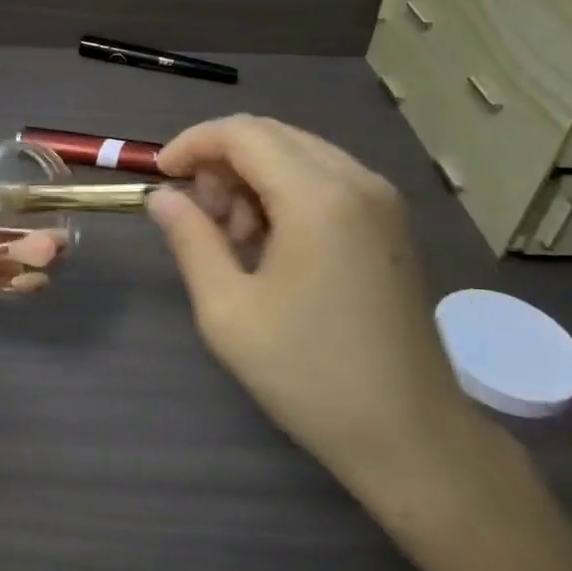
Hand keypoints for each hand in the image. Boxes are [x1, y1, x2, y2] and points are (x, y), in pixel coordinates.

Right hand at [146, 115, 478, 493]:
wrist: (410, 436)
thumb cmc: (309, 374)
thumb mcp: (227, 310)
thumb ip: (190, 239)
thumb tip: (161, 196)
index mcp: (319, 197)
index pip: (242, 134)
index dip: (192, 144)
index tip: (160, 177)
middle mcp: (357, 181)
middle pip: (271, 136)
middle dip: (221, 162)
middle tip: (198, 216)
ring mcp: (381, 201)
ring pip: (297, 154)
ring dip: (251, 178)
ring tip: (233, 240)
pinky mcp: (389, 223)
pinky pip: (324, 179)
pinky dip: (284, 193)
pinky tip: (271, 245)